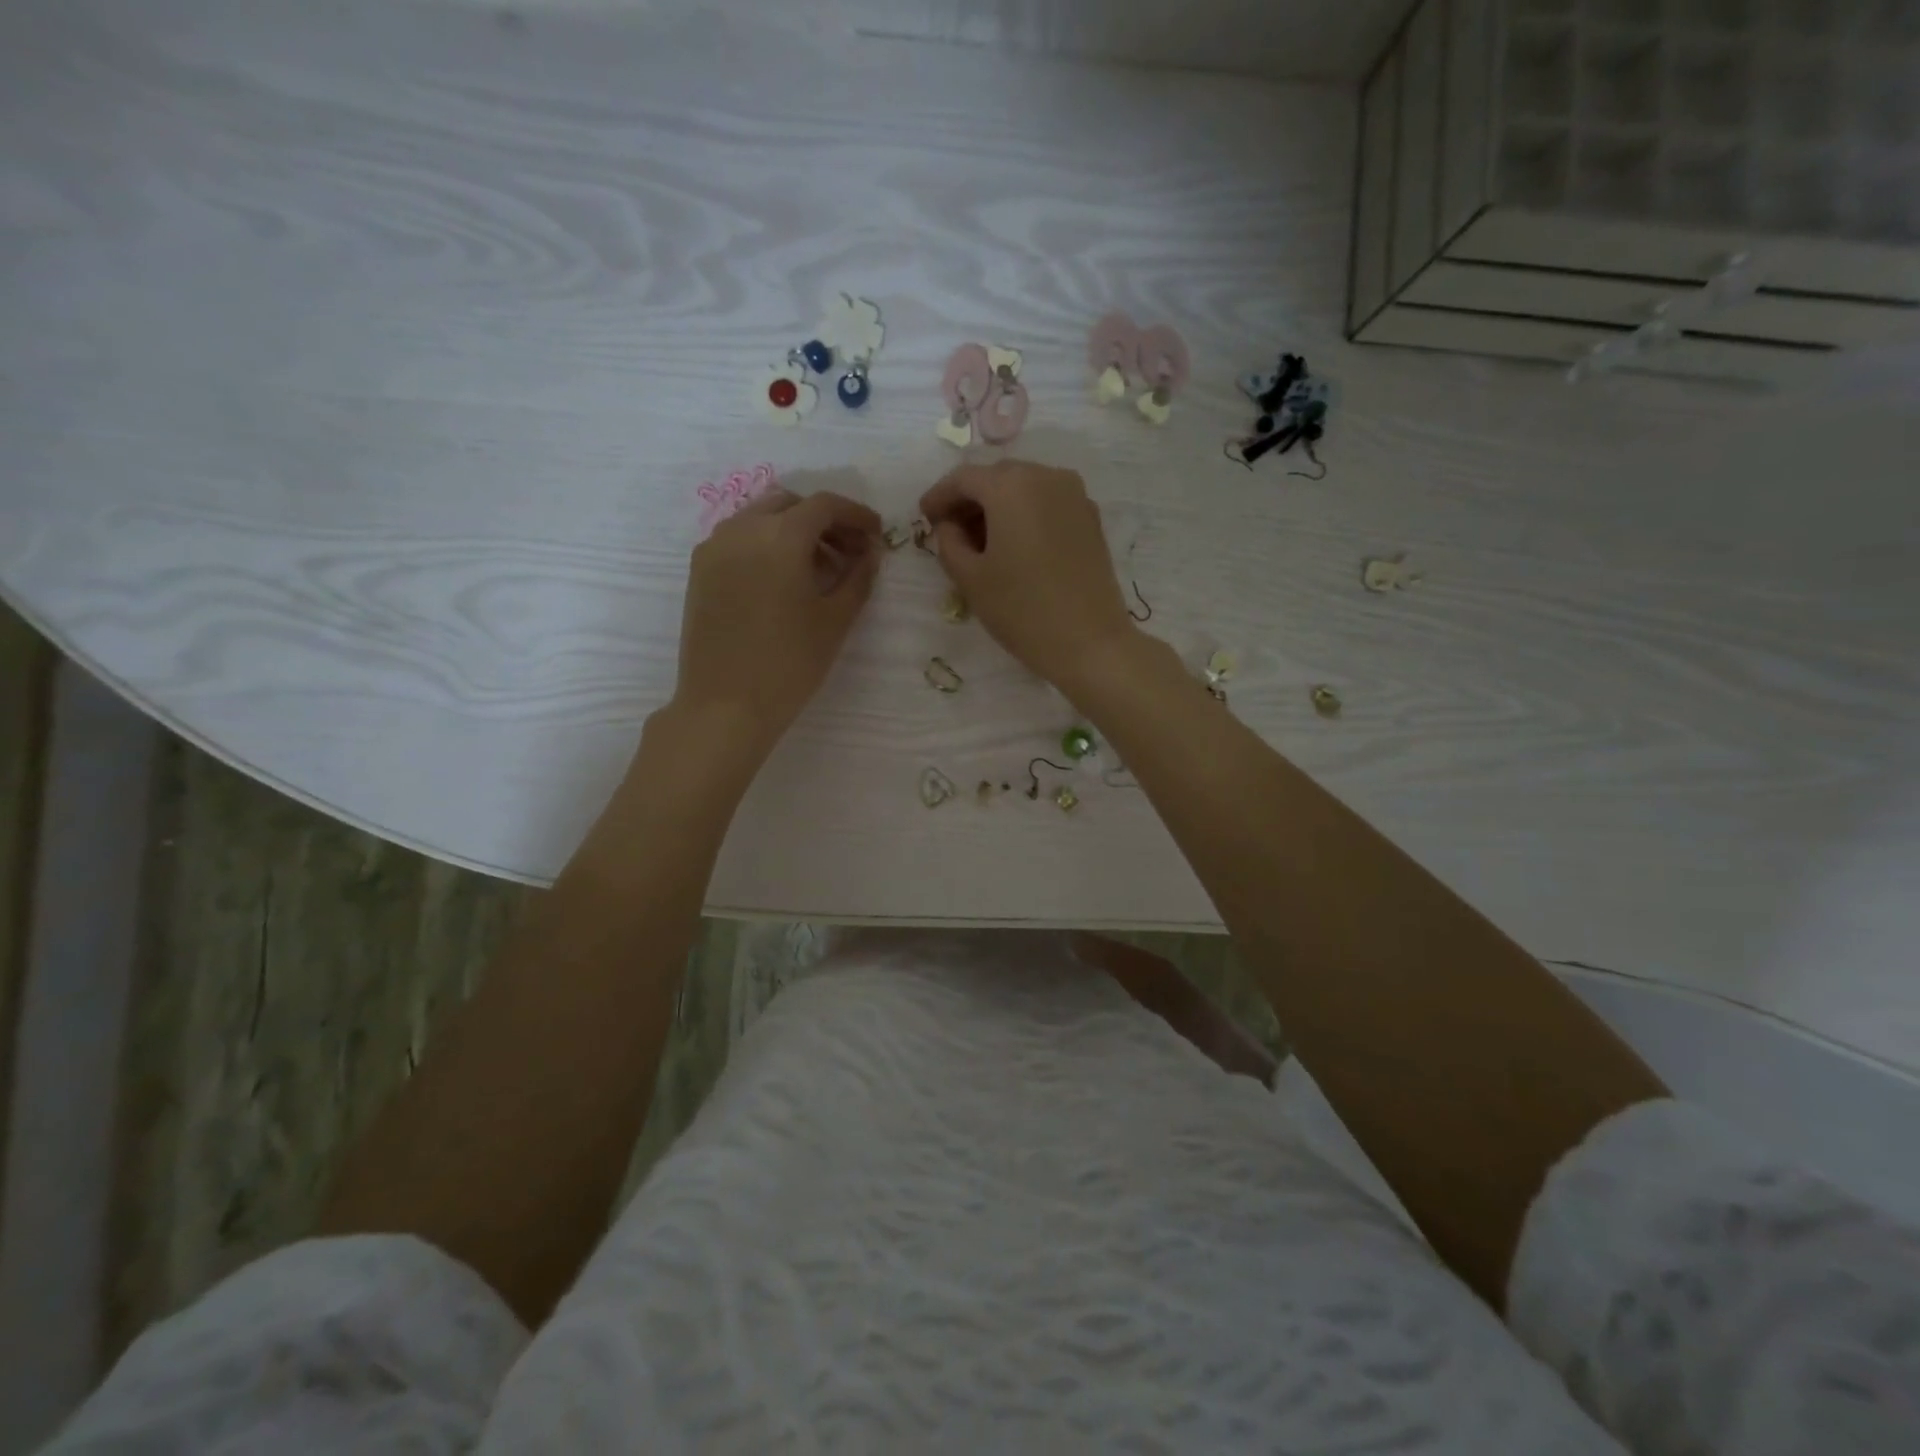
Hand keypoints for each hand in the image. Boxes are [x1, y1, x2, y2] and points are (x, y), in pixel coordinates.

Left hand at [672, 489, 881, 754]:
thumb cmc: (789, 663)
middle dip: (824, 521)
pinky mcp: (700, 570)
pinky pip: (739, 538)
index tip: (876, 534)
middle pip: (791, 504)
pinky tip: (783, 579)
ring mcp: (715, 547)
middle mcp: (742, 529)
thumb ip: (858, 577)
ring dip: (794, 531)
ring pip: (761, 518)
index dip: (856, 515)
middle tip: (850, 551)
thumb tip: (870, 552)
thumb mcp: (835, 621)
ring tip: (819, 568)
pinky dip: (767, 544)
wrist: (725, 705)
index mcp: (780, 536)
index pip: (825, 505)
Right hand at [920, 460, 1134, 688]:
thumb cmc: (1021, 610)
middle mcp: (1045, 476)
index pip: (963, 478)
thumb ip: (948, 542)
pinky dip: (1025, 514)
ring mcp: (1074, 495)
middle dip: (970, 500)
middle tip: (951, 531)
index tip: (925, 518)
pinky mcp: (1090, 517)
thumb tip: (948, 526)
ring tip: (981, 542)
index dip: (939, 496)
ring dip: (998, 507)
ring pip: (1024, 488)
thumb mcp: (970, 578)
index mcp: (1010, 486)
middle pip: (996, 478)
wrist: (1089, 641)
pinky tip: (1015, 545)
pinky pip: (1047, 502)